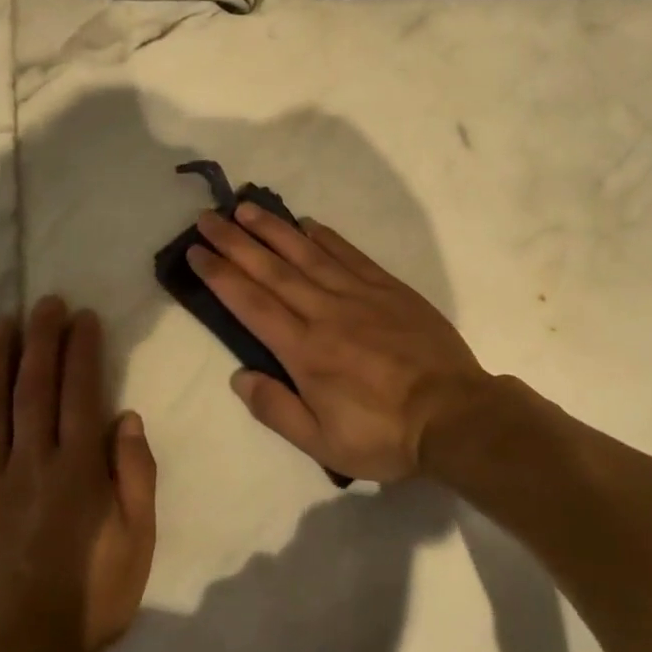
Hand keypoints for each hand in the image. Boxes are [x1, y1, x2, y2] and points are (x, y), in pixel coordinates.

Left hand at [0, 297, 156, 651]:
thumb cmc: (90, 600)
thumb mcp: (138, 541)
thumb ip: (135, 475)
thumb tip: (125, 417)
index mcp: (78, 469)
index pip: (81, 392)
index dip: (82, 350)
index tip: (82, 317)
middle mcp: (30, 463)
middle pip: (35, 388)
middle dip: (41, 340)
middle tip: (44, 303)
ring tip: (1, 325)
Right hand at [188, 205, 491, 482]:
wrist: (455, 415)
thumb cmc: (385, 435)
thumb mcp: (323, 443)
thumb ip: (276, 409)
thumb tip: (239, 376)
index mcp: (305, 351)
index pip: (251, 304)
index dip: (220, 275)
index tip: (196, 252)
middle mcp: (326, 313)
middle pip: (272, 270)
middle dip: (235, 242)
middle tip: (208, 218)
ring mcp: (360, 296)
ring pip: (307, 254)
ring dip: (274, 230)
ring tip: (246, 209)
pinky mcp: (390, 289)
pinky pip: (351, 255)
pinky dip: (326, 237)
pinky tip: (308, 224)